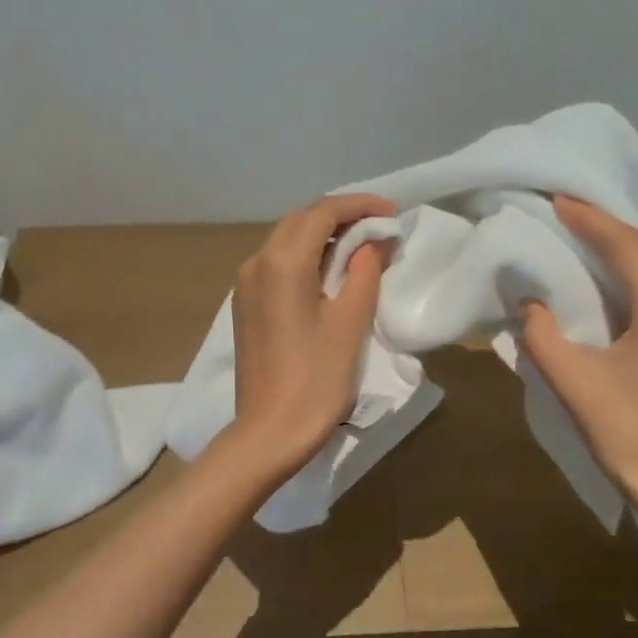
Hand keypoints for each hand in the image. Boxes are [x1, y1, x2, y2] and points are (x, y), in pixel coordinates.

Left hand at [227, 194, 395, 473]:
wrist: (270, 431)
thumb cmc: (316, 378)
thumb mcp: (350, 321)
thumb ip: (363, 271)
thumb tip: (374, 241)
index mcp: (282, 262)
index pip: (323, 212)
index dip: (359, 206)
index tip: (392, 213)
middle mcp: (256, 262)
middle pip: (300, 221)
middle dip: (340, 216)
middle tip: (379, 228)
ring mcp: (245, 285)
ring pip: (285, 241)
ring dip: (321, 236)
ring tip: (359, 248)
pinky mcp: (245, 306)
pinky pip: (276, 265)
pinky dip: (304, 257)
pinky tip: (328, 273)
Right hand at [521, 197, 637, 530]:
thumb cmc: (629, 434)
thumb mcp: (573, 384)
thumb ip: (544, 336)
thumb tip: (532, 306)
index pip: (629, 246)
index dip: (592, 220)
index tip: (560, 202)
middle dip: (632, 235)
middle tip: (590, 244)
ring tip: (605, 274)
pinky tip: (626, 315)